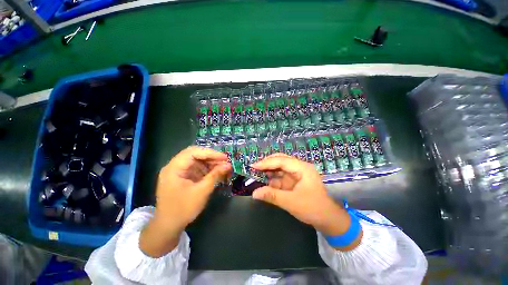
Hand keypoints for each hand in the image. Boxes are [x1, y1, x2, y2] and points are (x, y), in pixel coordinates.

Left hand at [140, 146, 231, 256]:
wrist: (168, 227)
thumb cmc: (183, 209)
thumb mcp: (202, 192)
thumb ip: (215, 175)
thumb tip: (229, 165)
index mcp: (174, 168)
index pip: (193, 152)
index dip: (210, 153)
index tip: (224, 158)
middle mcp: (175, 166)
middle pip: (195, 154)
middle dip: (211, 157)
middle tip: (225, 161)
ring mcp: (179, 171)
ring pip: (197, 160)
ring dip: (211, 162)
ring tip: (223, 167)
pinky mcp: (183, 176)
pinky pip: (197, 167)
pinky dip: (207, 169)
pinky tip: (216, 172)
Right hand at [251, 154, 361, 250]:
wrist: (328, 219)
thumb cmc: (313, 209)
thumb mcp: (291, 202)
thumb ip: (272, 196)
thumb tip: (254, 193)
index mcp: (302, 168)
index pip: (281, 160)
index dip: (266, 163)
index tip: (253, 166)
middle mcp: (299, 167)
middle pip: (280, 161)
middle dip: (267, 164)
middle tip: (254, 169)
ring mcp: (296, 174)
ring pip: (279, 168)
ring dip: (268, 172)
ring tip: (255, 174)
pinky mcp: (293, 181)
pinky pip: (280, 177)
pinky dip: (271, 179)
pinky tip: (263, 182)